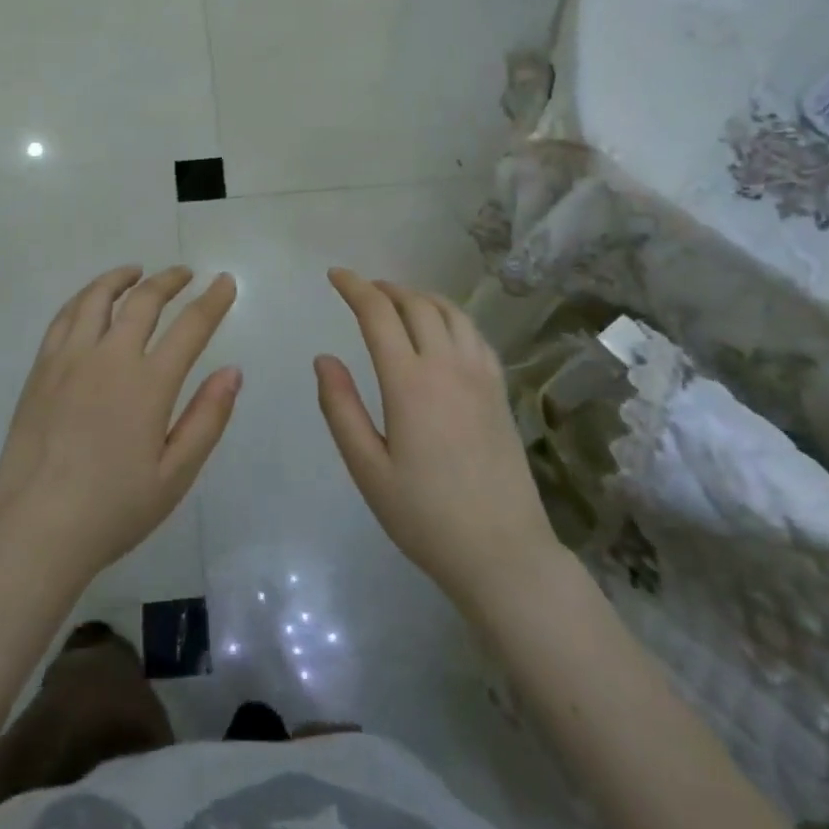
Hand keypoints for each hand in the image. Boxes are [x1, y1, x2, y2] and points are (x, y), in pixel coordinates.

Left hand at [0, 266, 239, 589]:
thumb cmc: (112, 509)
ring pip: (97, 298)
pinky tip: (91, 301)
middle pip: (144, 300)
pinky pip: (64, 317)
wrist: (34, 529)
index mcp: (148, 384)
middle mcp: (109, 357)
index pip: (191, 327)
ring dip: (121, 278)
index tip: (225, 281)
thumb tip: (232, 371)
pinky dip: (84, 298)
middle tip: (185, 274)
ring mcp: (69, 359)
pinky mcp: (41, 369)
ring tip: (136, 272)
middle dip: (169, 280)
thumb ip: (207, 419)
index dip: (212, 301)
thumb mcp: (175, 476)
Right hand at [315, 268, 560, 606]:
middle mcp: (448, 366)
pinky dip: (451, 316)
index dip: (355, 287)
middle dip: (386, 288)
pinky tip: (442, 330)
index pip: (379, 314)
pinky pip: (475, 334)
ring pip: (451, 312)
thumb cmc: (425, 516)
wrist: (503, 552)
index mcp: (410, 383)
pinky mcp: (500, 391)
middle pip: (416, 304)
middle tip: (363, 290)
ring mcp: (481, 376)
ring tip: (398, 302)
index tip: (335, 275)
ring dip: (420, 297)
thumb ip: (341, 408)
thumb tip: (324, 358)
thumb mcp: (368, 469)